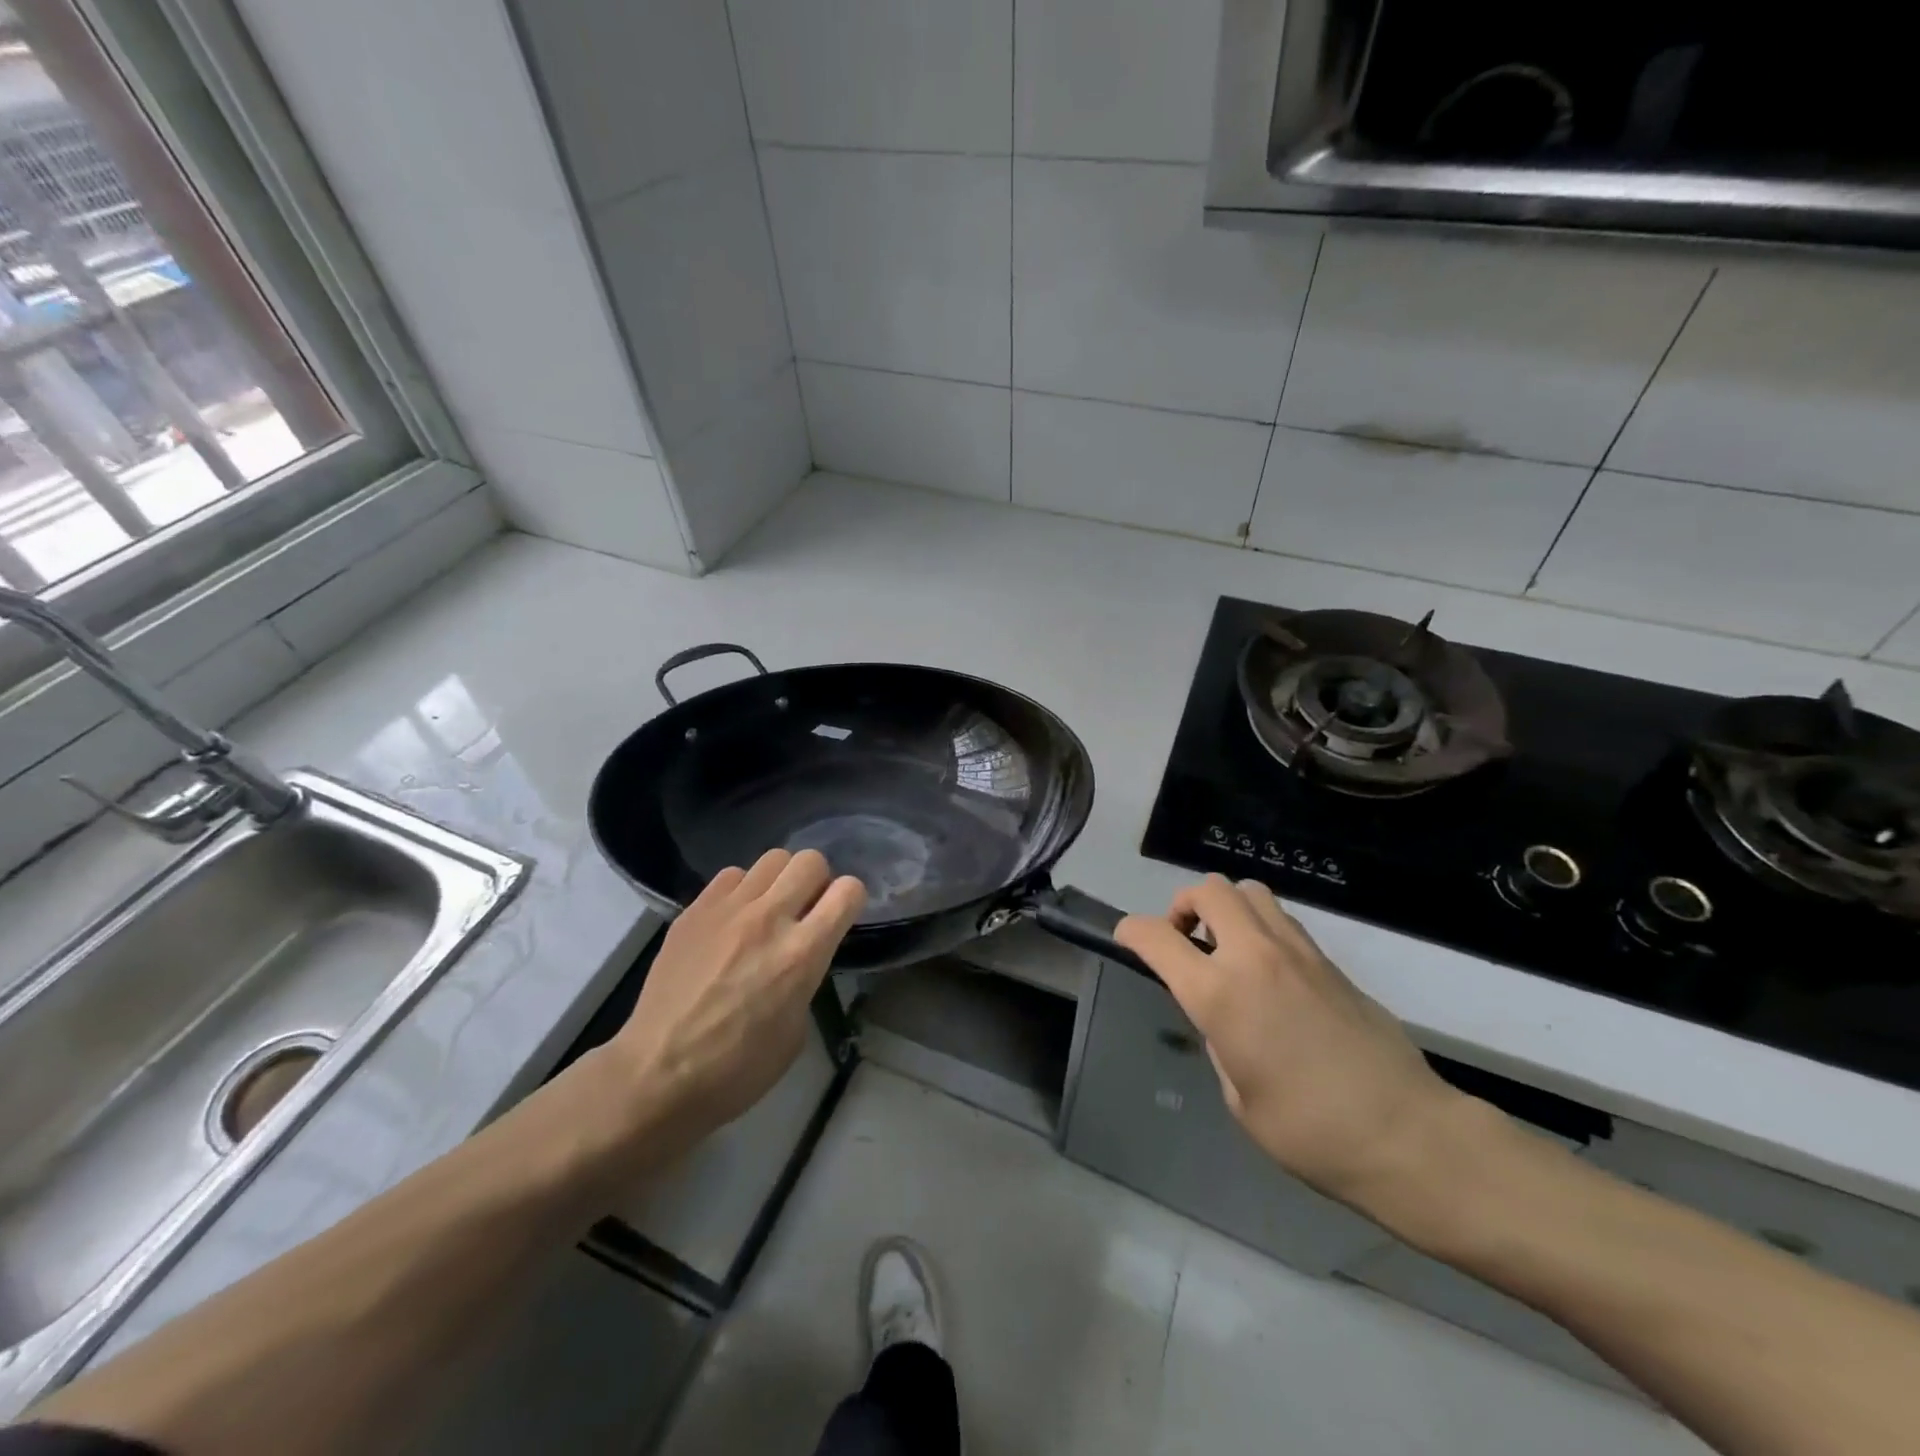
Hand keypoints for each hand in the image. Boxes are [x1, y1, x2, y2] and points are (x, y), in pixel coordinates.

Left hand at [608, 849, 864, 1146]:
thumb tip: (801, 955)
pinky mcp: (694, 910)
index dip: (851, 899)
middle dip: (817, 881)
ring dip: (779, 881)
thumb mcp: (795, 1030)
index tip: (841, 916)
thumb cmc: (736, 1069)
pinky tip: (732, 919)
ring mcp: (728, 910)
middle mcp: (769, 919)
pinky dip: (741, 890)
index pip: (848, 891)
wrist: (657, 1074)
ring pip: (771, 858)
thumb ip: (806, 978)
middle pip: (810, 860)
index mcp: (802, 954)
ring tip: (767, 909)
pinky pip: (731, 875)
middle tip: (805, 909)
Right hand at [1116, 876, 1462, 1216]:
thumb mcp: (1239, 1097)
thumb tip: (1222, 1015)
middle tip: (1185, 943)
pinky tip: (1268, 971)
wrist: (1408, 1137)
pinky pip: (1282, 919)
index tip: (1126, 940)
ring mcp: (1298, 952)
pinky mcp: (1330, 961)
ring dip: (1226, 909)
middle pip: (1208, 889)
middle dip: (1183, 906)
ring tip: (1227, 949)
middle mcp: (1255, 956)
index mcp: (1220, 994)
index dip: (1131, 932)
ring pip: (1249, 891)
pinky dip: (1260, 927)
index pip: (1156, 937)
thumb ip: (1220, 1040)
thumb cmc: (1310, 1132)